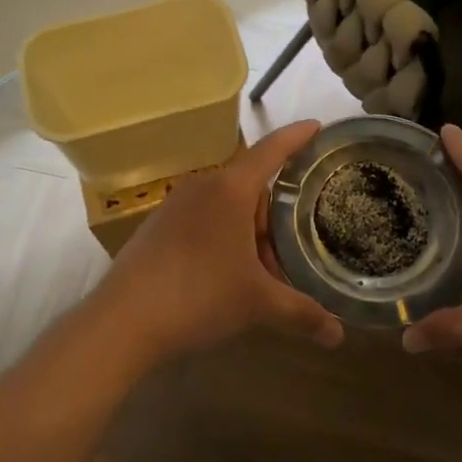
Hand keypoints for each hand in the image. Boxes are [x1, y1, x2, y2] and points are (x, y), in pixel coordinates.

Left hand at [84, 120, 345, 367]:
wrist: (123, 320)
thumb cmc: (199, 296)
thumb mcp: (258, 303)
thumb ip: (302, 313)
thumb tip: (339, 337)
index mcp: (231, 189)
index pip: (272, 151)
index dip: (297, 137)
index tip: (317, 125)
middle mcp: (203, 186)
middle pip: (251, 186)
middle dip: (274, 215)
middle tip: (292, 248)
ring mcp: (175, 204)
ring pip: (226, 206)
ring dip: (248, 231)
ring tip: (260, 271)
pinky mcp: (157, 225)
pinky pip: (202, 219)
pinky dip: (223, 236)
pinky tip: (225, 274)